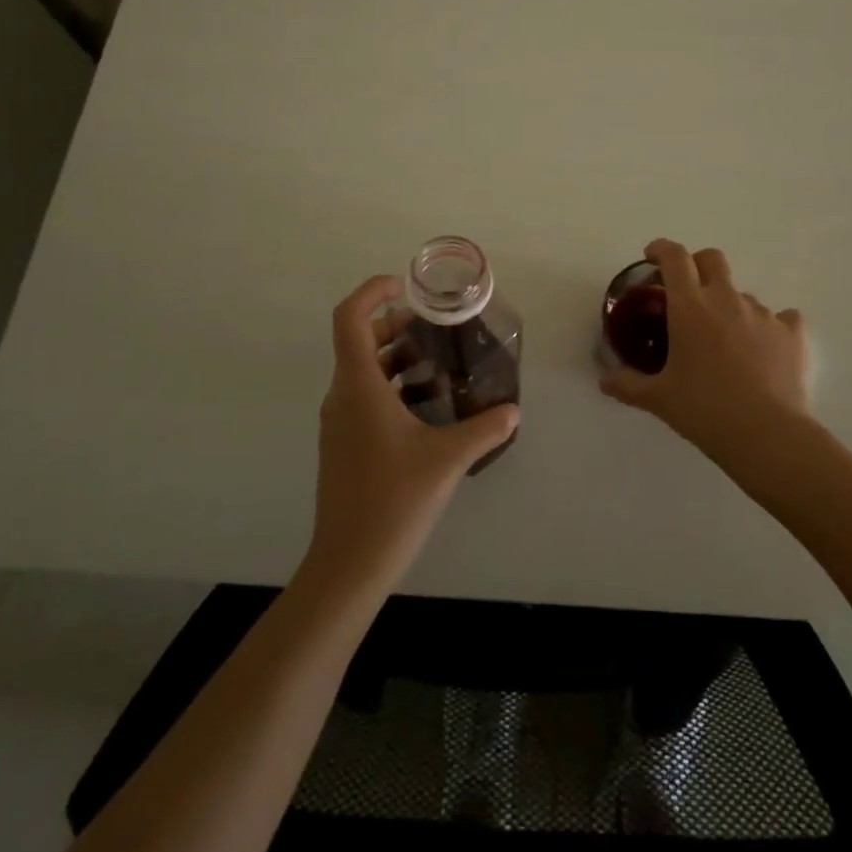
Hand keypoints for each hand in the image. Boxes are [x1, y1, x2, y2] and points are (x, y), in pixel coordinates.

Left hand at [306, 274, 520, 593]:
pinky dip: (394, 388)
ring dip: (399, 359)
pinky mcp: (344, 444)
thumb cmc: (393, 501)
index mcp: (358, 386)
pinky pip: (366, 397)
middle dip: (397, 325)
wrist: (348, 565)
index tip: (406, 286)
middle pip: (360, 340)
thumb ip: (485, 428)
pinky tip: (430, 409)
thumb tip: (512, 410)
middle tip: (438, 328)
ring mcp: (339, 422)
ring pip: (364, 370)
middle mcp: (342, 396)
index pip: (350, 317)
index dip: (372, 291)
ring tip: (441, 366)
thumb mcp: (448, 459)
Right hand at [600, 239, 810, 457]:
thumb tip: (604, 380)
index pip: (674, 258)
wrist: (766, 435)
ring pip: (742, 294)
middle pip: (712, 259)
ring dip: (729, 305)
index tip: (652, 256)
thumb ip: (628, 384)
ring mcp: (763, 314)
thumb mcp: (658, 399)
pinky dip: (769, 327)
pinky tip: (764, 348)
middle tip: (686, 290)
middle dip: (697, 264)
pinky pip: (781, 317)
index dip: (661, 249)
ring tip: (725, 340)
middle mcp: (727, 300)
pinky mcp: (792, 333)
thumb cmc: (704, 410)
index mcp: (690, 307)